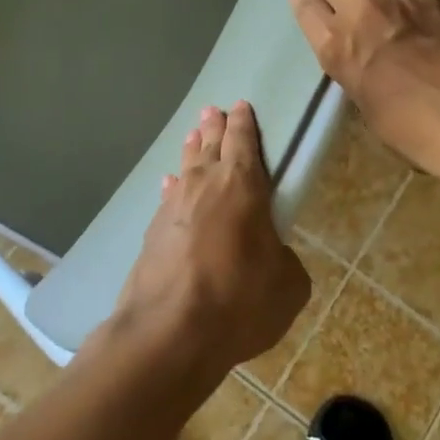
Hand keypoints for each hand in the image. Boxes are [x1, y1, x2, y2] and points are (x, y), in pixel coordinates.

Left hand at [114, 102, 310, 377]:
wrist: (169, 333)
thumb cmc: (238, 301)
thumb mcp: (288, 286)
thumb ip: (285, 260)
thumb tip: (274, 255)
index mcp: (243, 186)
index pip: (243, 141)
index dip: (244, 122)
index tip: (240, 105)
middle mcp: (205, 185)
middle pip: (210, 145)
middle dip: (214, 126)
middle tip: (213, 110)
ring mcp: (173, 207)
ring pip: (185, 167)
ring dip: (192, 150)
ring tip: (194, 136)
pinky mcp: (152, 233)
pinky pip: (168, 197)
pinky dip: (173, 187)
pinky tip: (170, 185)